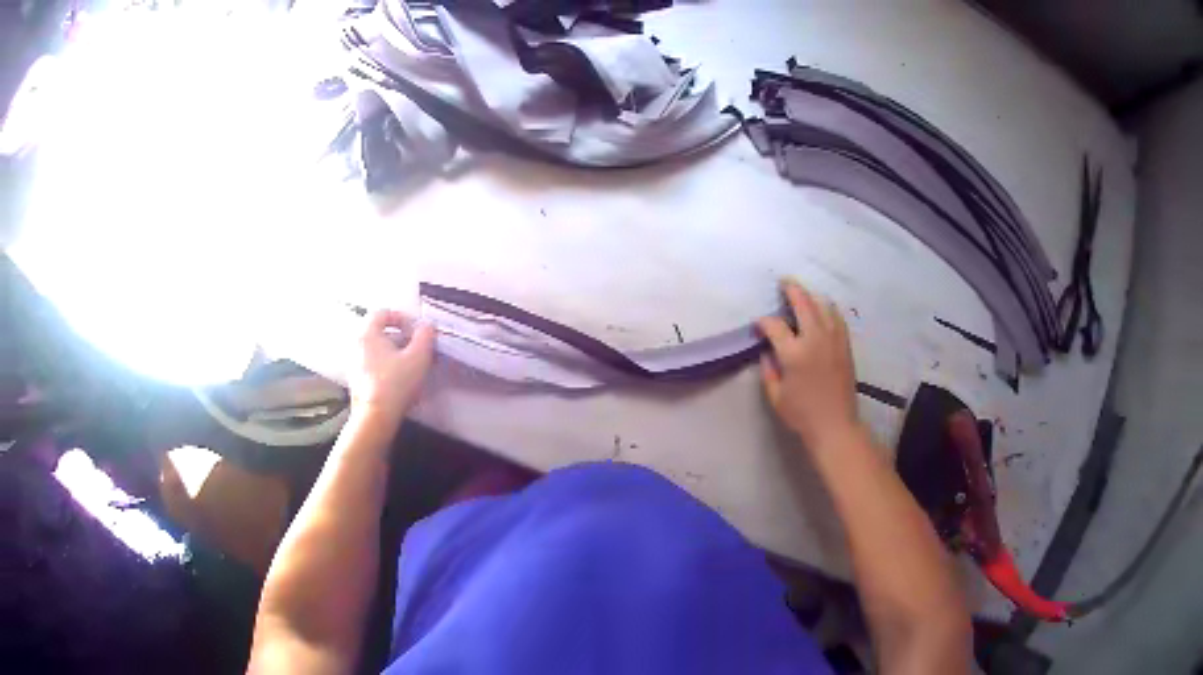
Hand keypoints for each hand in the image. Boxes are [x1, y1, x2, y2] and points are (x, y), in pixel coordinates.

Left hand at [346, 309, 436, 426]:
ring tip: (411, 368)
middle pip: (380, 333)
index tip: (415, 330)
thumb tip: (426, 327)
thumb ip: (425, 336)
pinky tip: (400, 382)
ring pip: (377, 351)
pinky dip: (386, 368)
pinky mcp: (356, 382)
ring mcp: (353, 365)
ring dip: (394, 354)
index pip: (382, 313)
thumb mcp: (419, 357)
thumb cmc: (395, 383)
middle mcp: (356, 345)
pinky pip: (373, 366)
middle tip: (417, 350)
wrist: (375, 418)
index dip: (401, 317)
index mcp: (368, 334)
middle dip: (400, 339)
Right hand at [758, 279, 862, 452]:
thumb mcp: (776, 396)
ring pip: (823, 305)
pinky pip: (837, 317)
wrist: (835, 425)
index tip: (758, 324)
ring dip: (811, 296)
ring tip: (802, 294)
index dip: (764, 322)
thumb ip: (768, 370)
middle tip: (783, 282)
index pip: (775, 325)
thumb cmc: (802, 414)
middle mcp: (815, 339)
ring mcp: (833, 340)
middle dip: (791, 289)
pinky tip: (822, 310)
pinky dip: (827, 308)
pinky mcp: (845, 345)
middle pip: (803, 302)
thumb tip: (767, 351)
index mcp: (794, 354)